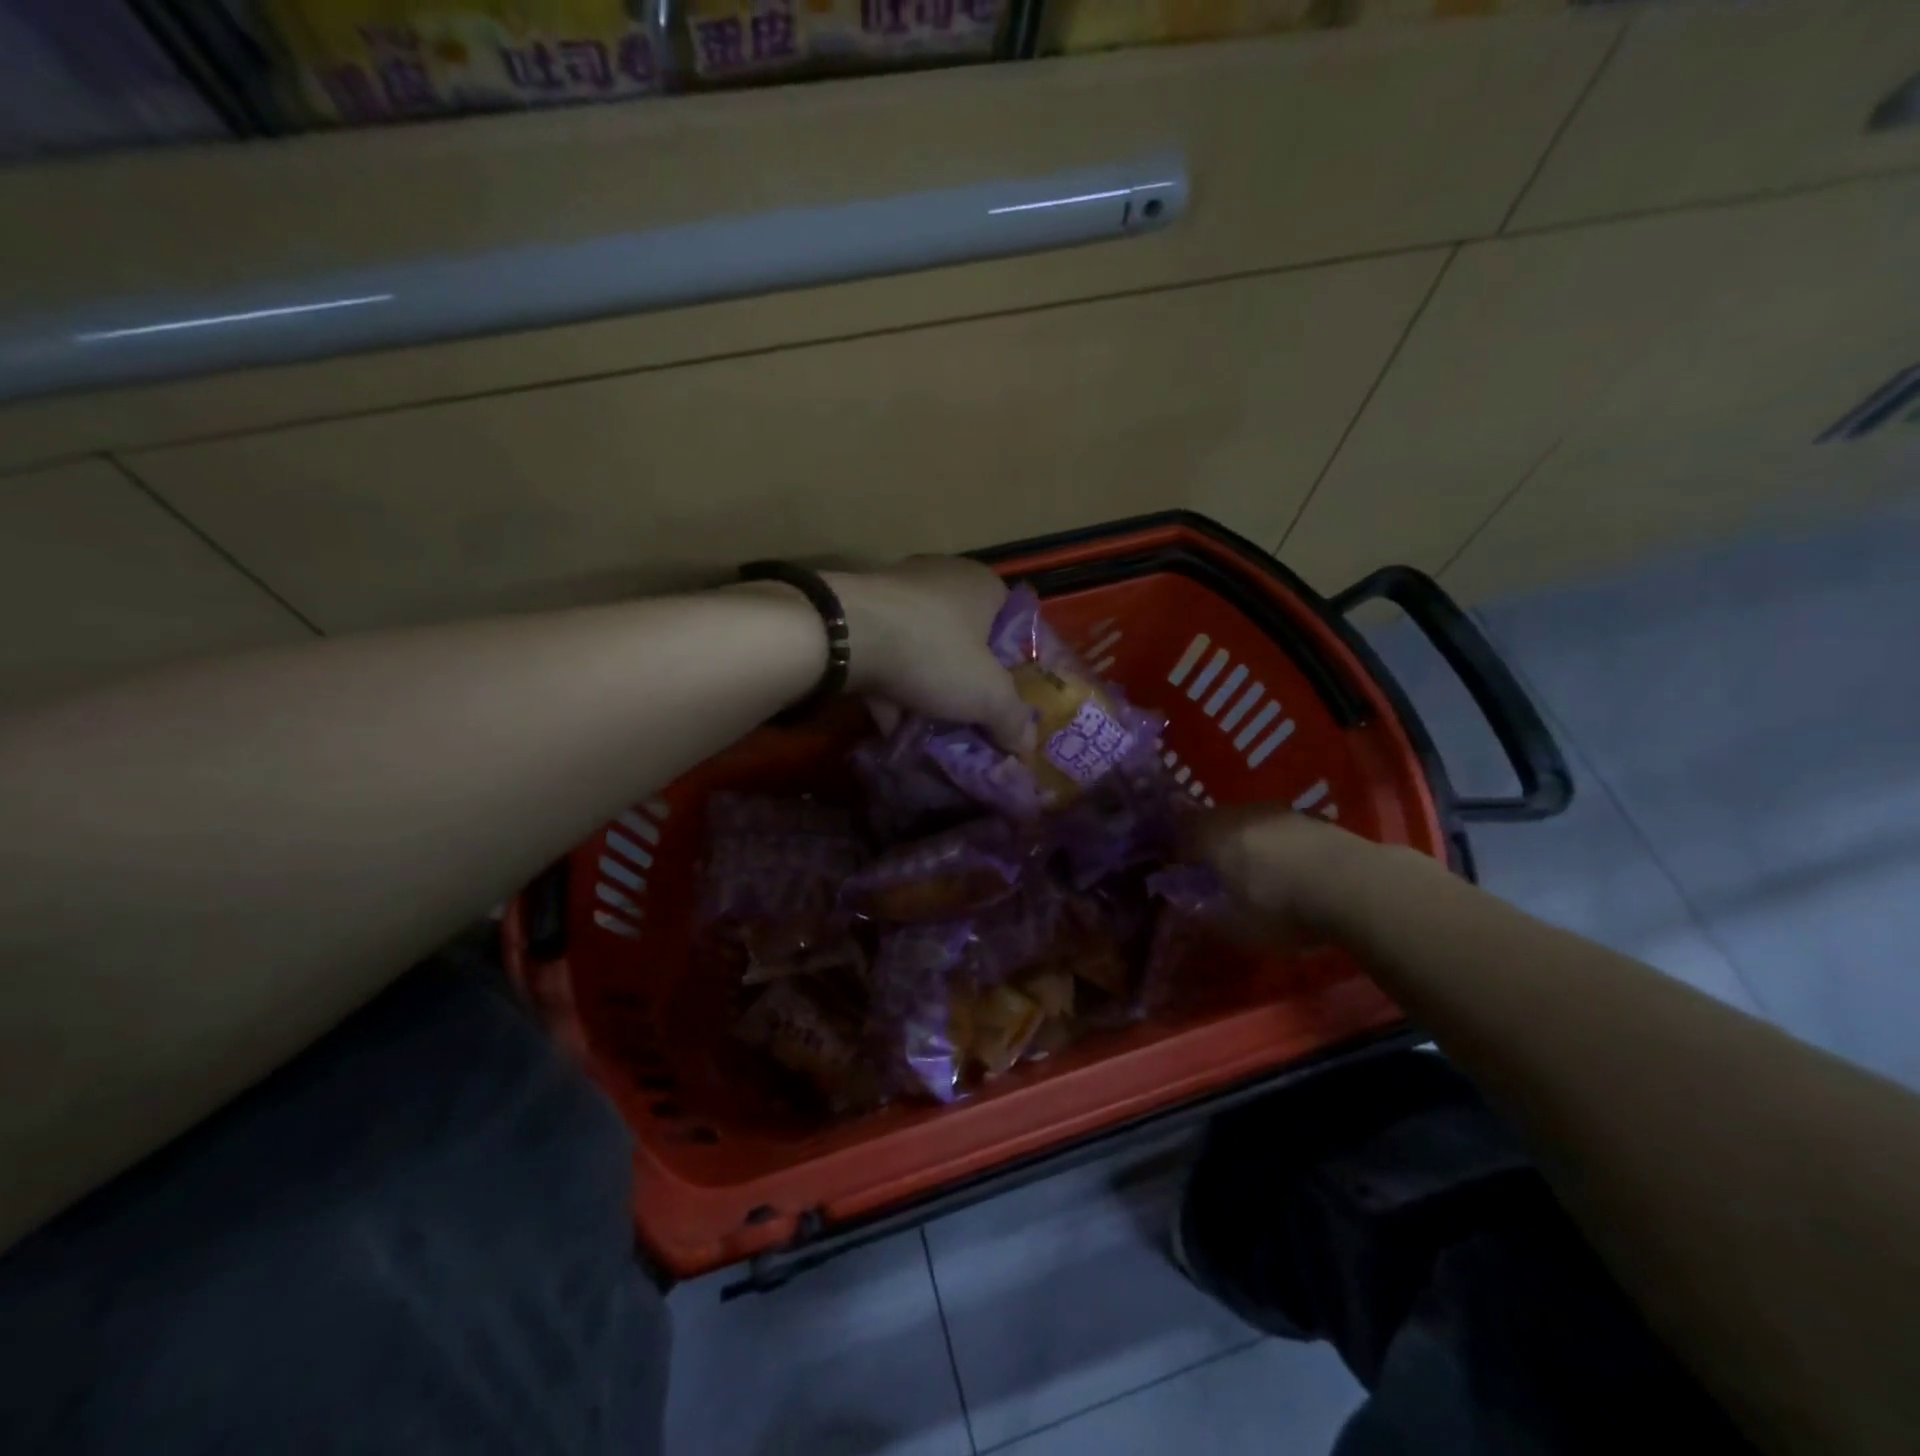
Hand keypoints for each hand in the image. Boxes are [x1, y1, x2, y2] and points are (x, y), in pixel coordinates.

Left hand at [826, 558, 1035, 753]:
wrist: (845, 635)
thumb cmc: (934, 651)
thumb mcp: (987, 694)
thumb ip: (1012, 719)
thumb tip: (1026, 746)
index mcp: (982, 586)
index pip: (1013, 624)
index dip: (1015, 665)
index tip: (1011, 700)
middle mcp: (941, 580)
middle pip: (966, 642)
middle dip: (968, 684)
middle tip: (975, 721)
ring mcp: (896, 597)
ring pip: (924, 652)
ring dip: (928, 693)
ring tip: (935, 734)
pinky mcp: (860, 618)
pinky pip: (888, 660)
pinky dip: (893, 694)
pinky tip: (895, 731)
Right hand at [1182, 806, 1385, 938]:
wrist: (1356, 886)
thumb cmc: (1283, 909)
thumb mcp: (1236, 927)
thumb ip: (1203, 914)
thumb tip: (1184, 906)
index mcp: (1211, 836)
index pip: (1178, 833)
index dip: (1174, 851)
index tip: (1177, 871)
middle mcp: (1238, 815)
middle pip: (1211, 822)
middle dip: (1207, 843)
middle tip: (1213, 871)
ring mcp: (1276, 812)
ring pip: (1246, 822)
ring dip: (1243, 841)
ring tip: (1252, 869)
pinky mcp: (1309, 818)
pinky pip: (1277, 828)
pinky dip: (1274, 844)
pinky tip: (1287, 866)